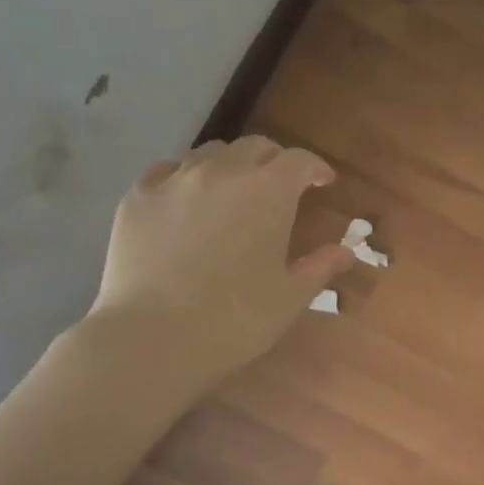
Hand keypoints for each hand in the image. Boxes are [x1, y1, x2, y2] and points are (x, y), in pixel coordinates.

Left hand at [84, 136, 355, 386]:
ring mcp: (175, 180)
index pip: (299, 160)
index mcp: (268, 192)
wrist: (154, 336)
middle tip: (282, 186)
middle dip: (274, 161)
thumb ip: (320, 267)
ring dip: (231, 166)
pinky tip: (186, 202)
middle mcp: (223, 172)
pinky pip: (168, 172)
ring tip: (233, 191)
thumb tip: (345, 252)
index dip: (315, 167)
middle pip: (254, 148)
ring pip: (210, 154)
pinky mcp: (137, 198)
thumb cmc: (236, 318)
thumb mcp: (290, 297)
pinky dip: (186, 179)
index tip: (324, 181)